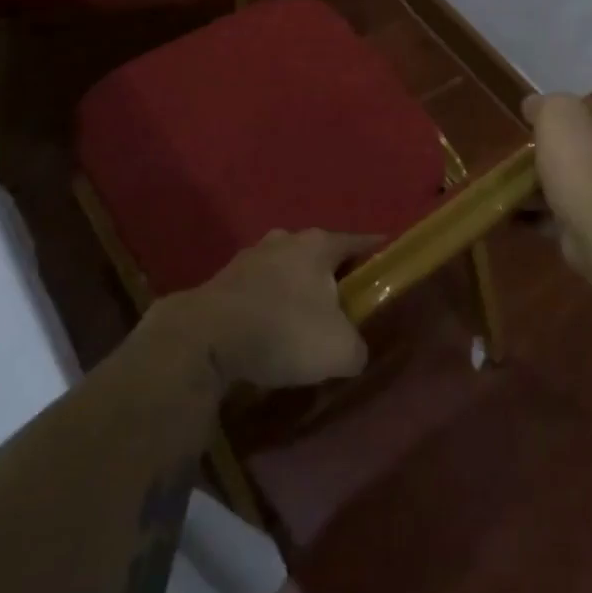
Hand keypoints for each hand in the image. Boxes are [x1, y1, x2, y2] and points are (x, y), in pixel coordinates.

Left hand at [159, 228, 382, 391]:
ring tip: (301, 322)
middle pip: (318, 255)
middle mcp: (285, 240)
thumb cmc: (284, 331)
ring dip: (294, 291)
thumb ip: (357, 348)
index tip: (387, 263)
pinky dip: (266, 307)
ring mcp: (249, 257)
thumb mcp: (340, 350)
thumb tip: (353, 352)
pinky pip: (257, 291)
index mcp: (318, 245)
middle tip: (343, 305)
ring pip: (284, 270)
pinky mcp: (221, 281)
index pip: (358, 241)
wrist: (204, 340)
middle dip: (331, 276)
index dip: (375, 252)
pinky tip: (267, 333)